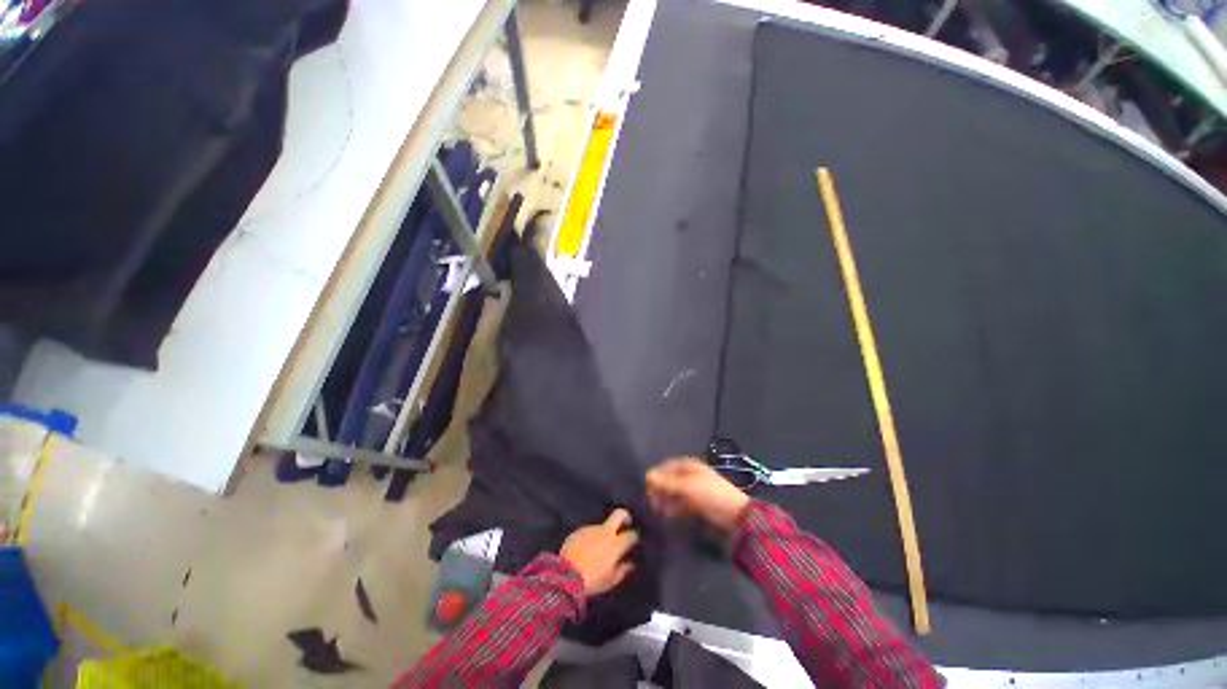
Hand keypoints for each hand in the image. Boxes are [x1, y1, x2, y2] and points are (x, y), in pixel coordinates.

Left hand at [560, 509, 639, 595]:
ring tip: (599, 547)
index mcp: (616, 544)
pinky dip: (591, 538)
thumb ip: (623, 570)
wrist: (566, 576)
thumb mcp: (611, 580)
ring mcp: (591, 529)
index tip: (635, 542)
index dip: (635, 537)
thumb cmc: (592, 580)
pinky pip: (589, 532)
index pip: (632, 534)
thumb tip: (631, 564)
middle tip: (626, 524)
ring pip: (602, 526)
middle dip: (626, 517)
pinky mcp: (579, 530)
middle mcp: (605, 531)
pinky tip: (586, 549)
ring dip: (604, 533)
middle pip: (620, 514)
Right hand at [646, 457, 751, 537]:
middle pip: (669, 480)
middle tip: (648, 499)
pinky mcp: (695, 506)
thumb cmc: (710, 494)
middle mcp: (689, 476)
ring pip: (672, 493)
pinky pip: (679, 504)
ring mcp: (692, 491)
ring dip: (663, 499)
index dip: (656, 474)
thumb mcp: (687, 486)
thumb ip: (666, 482)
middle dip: (659, 488)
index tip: (645, 484)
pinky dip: (671, 508)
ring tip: (654, 508)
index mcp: (689, 466)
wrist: (736, 517)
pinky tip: (664, 514)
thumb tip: (646, 475)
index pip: (667, 466)